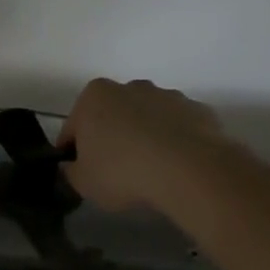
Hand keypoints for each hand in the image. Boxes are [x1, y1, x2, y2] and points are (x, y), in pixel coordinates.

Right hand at [57, 77, 227, 212]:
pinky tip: (174, 168)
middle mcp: (130, 87)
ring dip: (143, 138)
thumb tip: (73, 166)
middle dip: (110, 138)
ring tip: (148, 172)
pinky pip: (178, 128)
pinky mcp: (199, 110)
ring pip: (146, 119)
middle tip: (114, 172)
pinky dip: (173, 143)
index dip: (74, 152)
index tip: (81, 172)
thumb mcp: (82, 182)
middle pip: (111, 116)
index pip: (73, 127)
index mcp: (94, 97)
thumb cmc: (123, 172)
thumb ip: (71, 171)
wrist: (190, 171)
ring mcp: (168, 96)